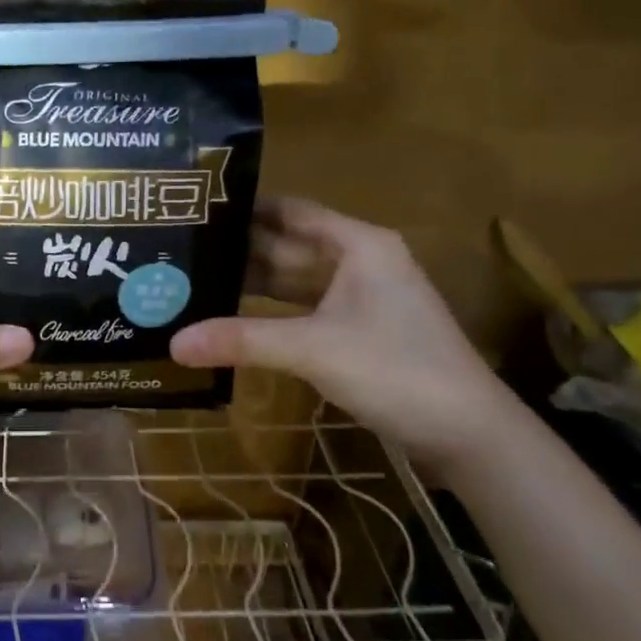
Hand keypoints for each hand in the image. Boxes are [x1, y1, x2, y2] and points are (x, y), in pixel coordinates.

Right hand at [170, 198, 516, 464]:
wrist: (467, 432)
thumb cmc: (395, 369)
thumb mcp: (313, 348)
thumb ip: (242, 340)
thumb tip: (173, 343)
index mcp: (358, 245)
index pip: (291, 211)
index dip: (246, 207)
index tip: (196, 207)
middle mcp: (360, 262)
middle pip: (289, 245)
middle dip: (240, 248)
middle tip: (182, 249)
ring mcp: (361, 299)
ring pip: (295, 280)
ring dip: (252, 282)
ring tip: (196, 280)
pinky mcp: (358, 332)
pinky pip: (304, 310)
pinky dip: (271, 313)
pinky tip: (233, 318)